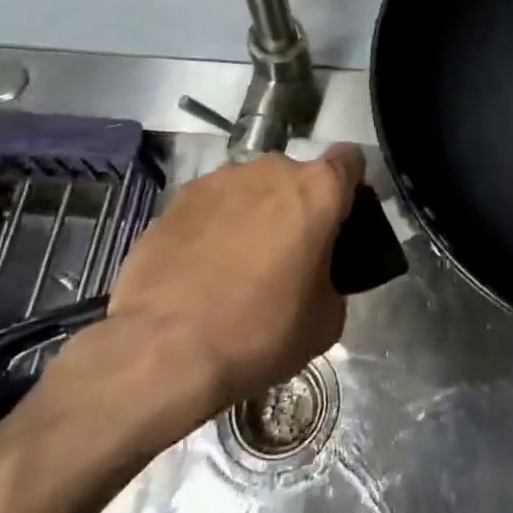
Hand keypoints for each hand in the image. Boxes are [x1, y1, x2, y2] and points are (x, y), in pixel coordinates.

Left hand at [25, 146, 364, 461]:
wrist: (162, 351)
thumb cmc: (258, 332)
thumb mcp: (325, 321)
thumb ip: (333, 281)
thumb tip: (319, 279)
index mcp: (318, 190)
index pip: (350, 161)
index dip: (351, 188)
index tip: (341, 221)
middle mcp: (271, 170)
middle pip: (297, 177)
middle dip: (297, 207)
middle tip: (290, 255)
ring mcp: (219, 180)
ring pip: (251, 189)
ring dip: (254, 214)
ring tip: (238, 265)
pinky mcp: (177, 200)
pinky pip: (211, 206)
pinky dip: (214, 227)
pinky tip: (201, 270)